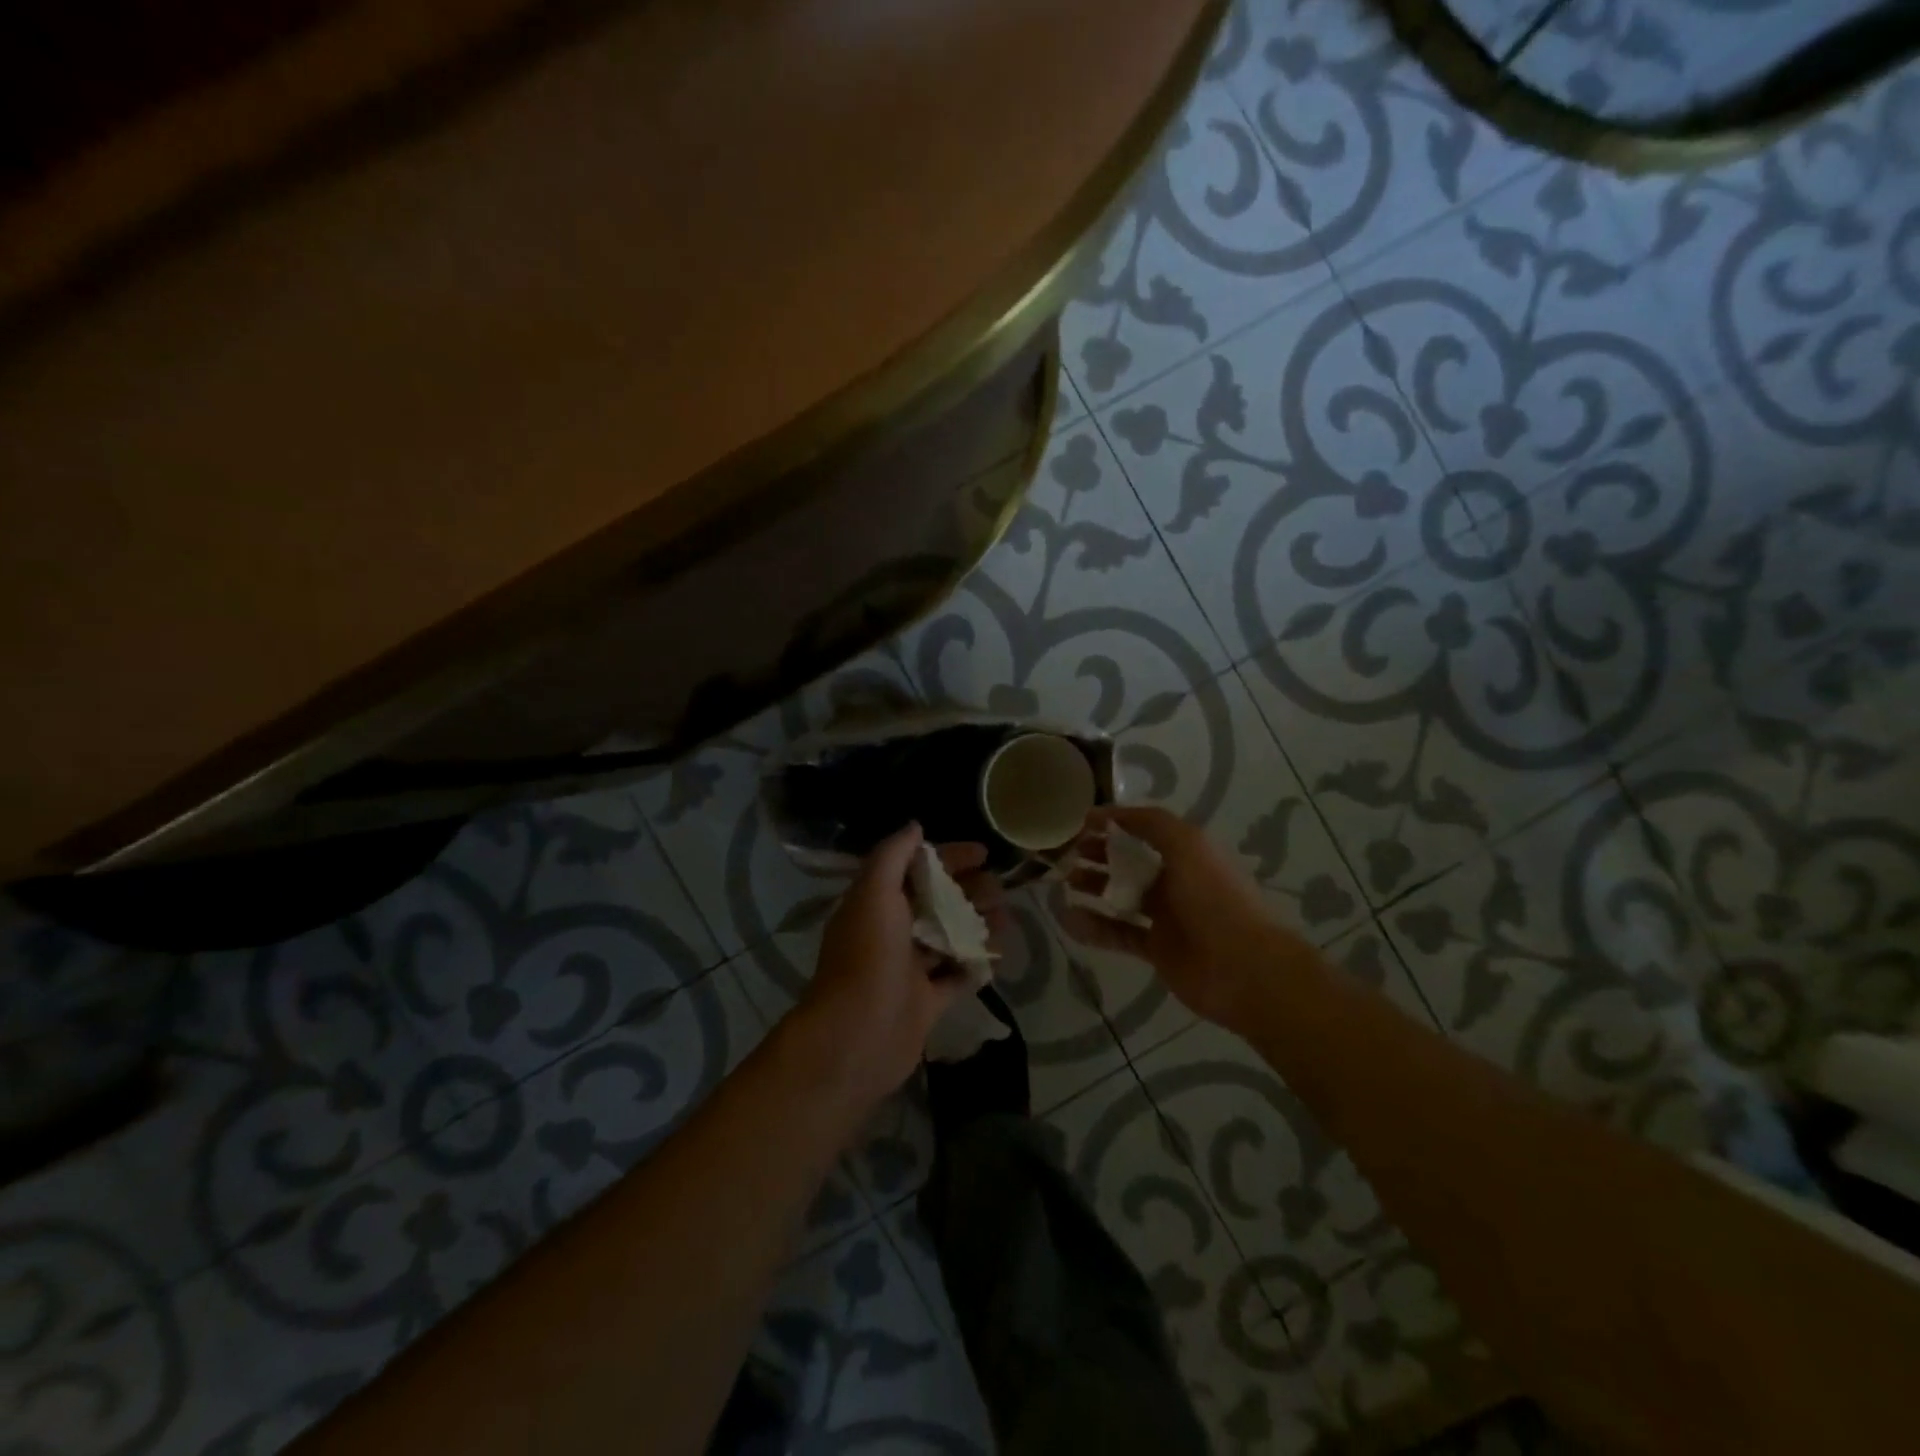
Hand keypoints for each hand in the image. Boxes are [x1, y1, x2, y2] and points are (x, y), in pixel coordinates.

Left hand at [787, 823, 1008, 1115]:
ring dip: (977, 925)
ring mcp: (909, 968)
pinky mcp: (925, 1002)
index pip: (917, 868)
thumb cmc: (868, 956)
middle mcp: (892, 931)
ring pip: (949, 937)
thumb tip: (915, 826)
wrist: (857, 1036)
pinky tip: (997, 955)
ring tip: (1007, 920)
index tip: (983, 853)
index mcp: (877, 902)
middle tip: (1001, 891)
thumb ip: (893, 856)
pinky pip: (955, 977)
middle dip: (970, 891)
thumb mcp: (875, 893)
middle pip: (937, 901)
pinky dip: (975, 965)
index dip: (949, 856)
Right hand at [1059, 805, 1306, 1034]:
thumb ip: (1150, 823)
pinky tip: (1068, 919)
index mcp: (1187, 852)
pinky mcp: (1156, 949)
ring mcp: (1166, 917)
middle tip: (1067, 853)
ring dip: (1093, 887)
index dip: (1115, 823)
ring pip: (1122, 896)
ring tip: (1063, 881)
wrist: (1243, 968)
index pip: (1145, 830)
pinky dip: (1094, 927)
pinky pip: (1118, 934)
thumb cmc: (1214, 897)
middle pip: (1131, 862)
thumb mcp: (1187, 844)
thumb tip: (1108, 813)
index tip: (1081, 822)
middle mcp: (1176, 880)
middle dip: (1099, 854)